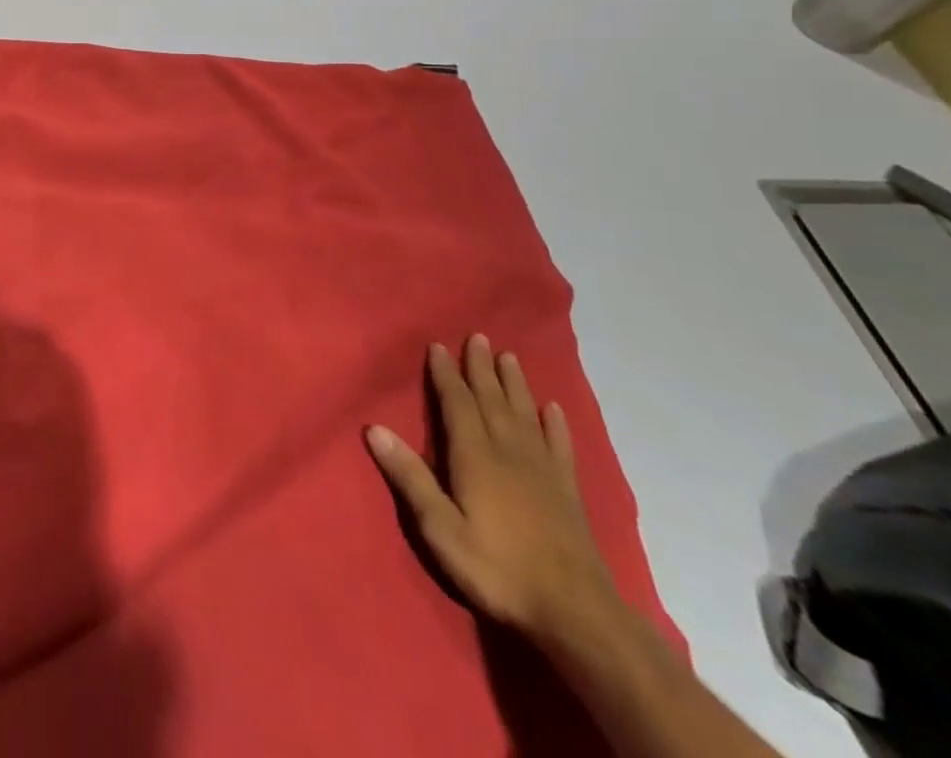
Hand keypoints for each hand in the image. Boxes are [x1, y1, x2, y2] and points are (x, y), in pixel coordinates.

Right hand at [366, 334, 622, 646]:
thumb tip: (374, 428)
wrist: (576, 615)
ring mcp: (542, 471)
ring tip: (509, 357)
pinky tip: (553, 409)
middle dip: (481, 368)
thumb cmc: (497, 568)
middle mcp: (508, 452)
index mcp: (474, 456)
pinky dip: (555, 425)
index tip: (438, 346)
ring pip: (524, 415)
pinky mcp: (567, 493)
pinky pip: (559, 447)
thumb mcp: (441, 528)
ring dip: (515, 384)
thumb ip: (410, 477)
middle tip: (477, 337)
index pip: (457, 403)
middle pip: (492, 400)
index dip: (446, 374)